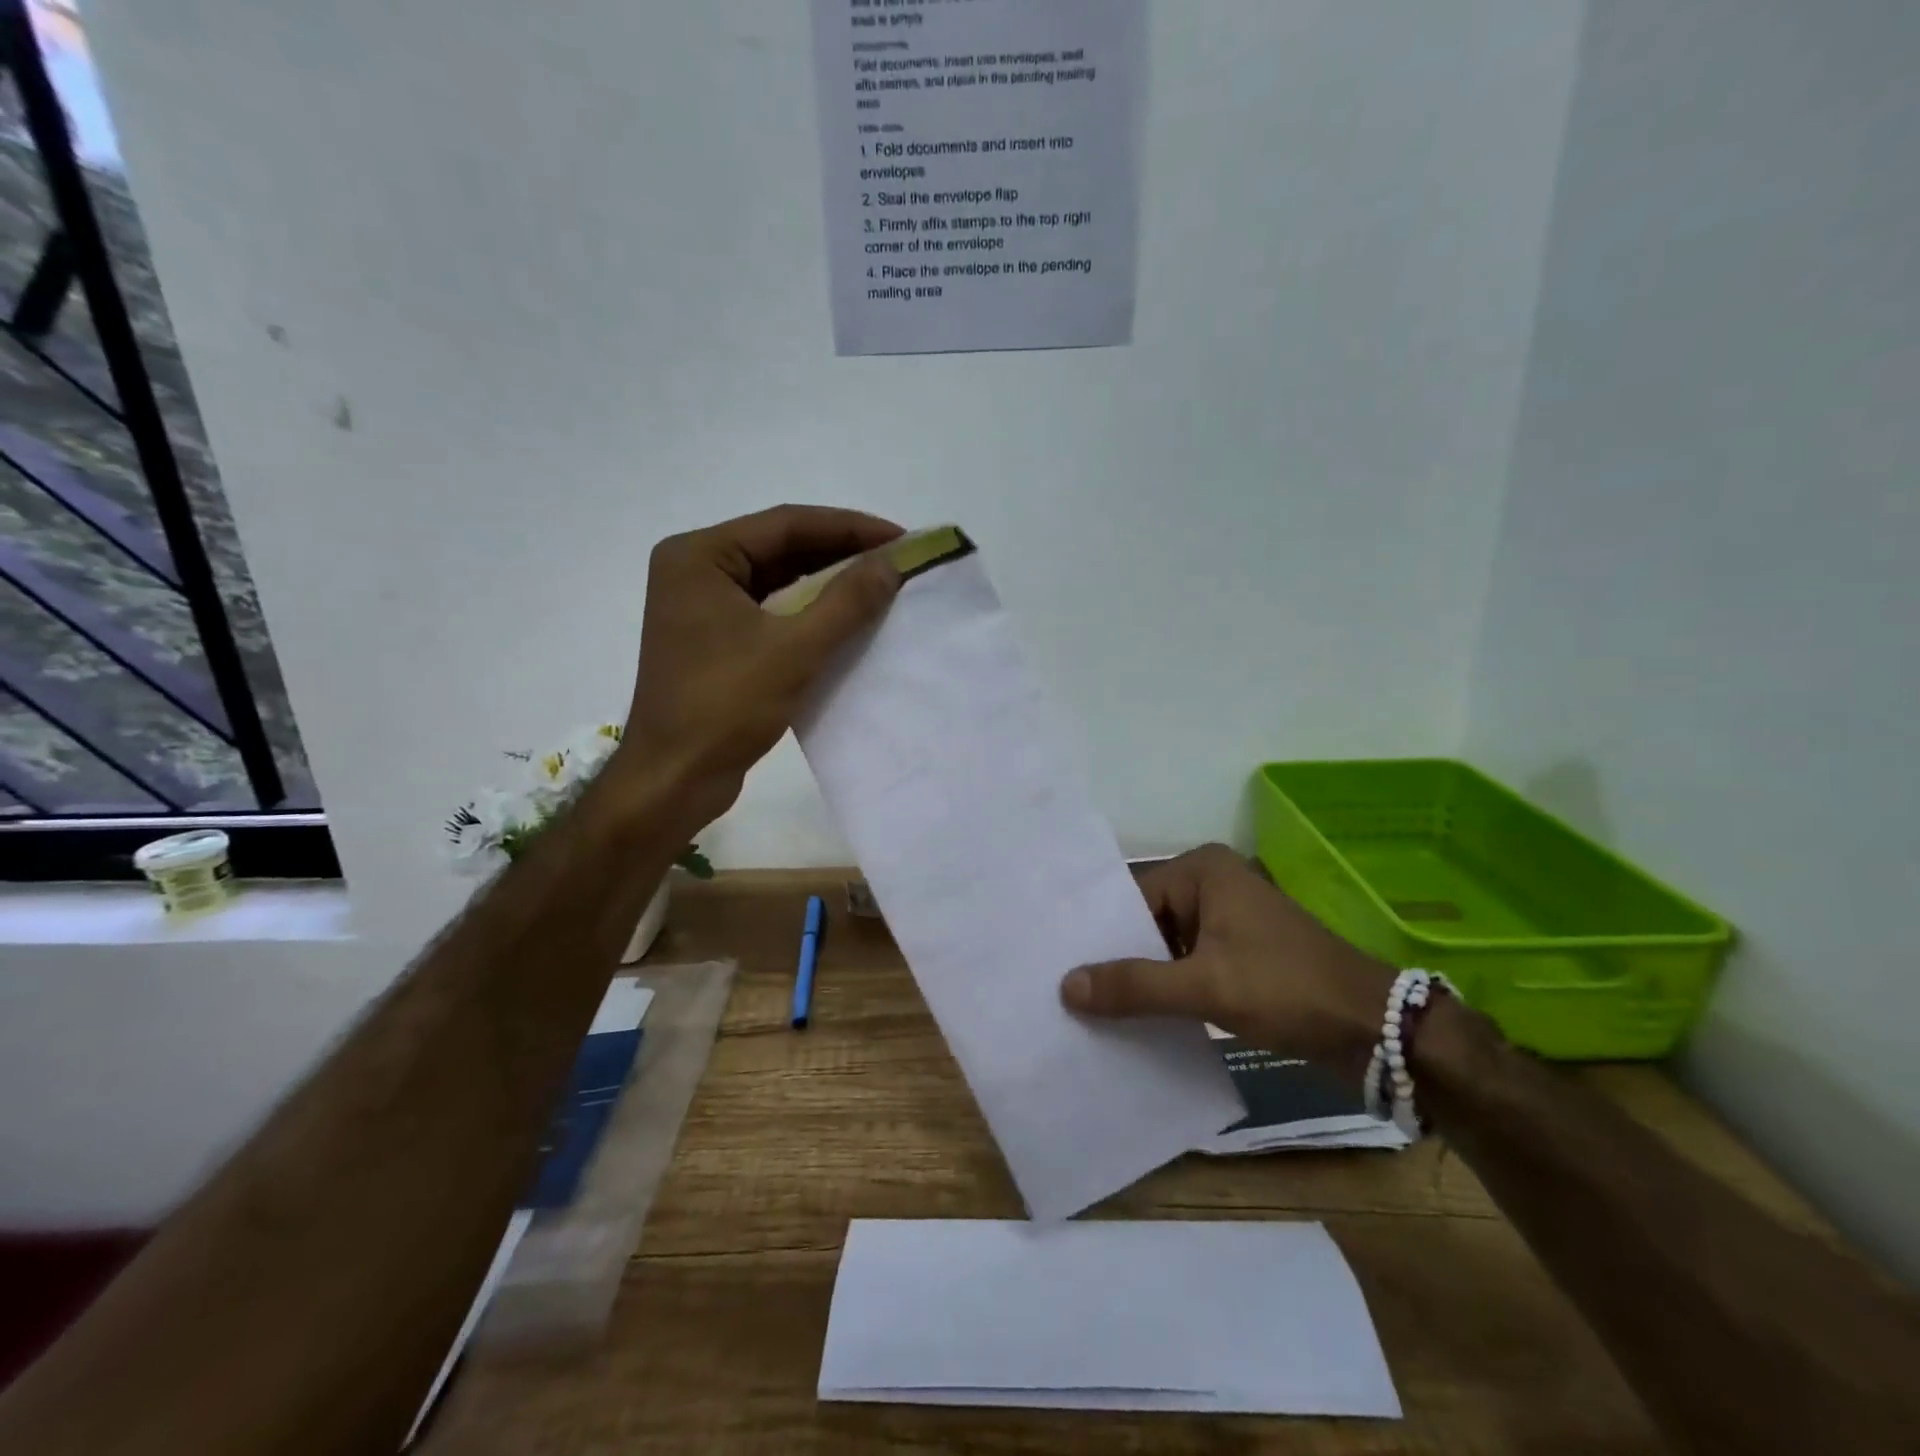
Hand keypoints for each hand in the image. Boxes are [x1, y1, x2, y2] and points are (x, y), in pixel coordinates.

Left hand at [614, 504, 903, 819]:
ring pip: (778, 581)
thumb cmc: (725, 706)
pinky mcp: (715, 640)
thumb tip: (892, 563)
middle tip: (897, 560)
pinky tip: (849, 620)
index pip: (786, 524)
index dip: (849, 528)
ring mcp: (703, 607)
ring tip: (882, 586)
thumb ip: (847, 601)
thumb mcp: (795, 649)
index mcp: (699, 556)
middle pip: (782, 548)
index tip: (902, 538)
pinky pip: (771, 612)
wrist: (674, 779)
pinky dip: (810, 614)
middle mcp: (696, 571)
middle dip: (841, 554)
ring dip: (829, 584)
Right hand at [1060, 844, 1396, 1085]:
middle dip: (1115, 958)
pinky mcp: (1239, 955)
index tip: (1057, 964)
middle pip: (1145, 922)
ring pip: (1165, 947)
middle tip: (1064, 991)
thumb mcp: (1205, 986)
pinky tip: (1133, 1019)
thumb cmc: (1287, 988)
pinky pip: (1187, 966)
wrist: (1377, 1031)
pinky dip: (1166, 990)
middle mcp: (1211, 886)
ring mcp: (1227, 921)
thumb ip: (1135, 986)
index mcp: (1202, 871)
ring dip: (1140, 978)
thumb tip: (1065, 986)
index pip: (1130, 898)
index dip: (1097, 933)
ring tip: (1087, 1009)